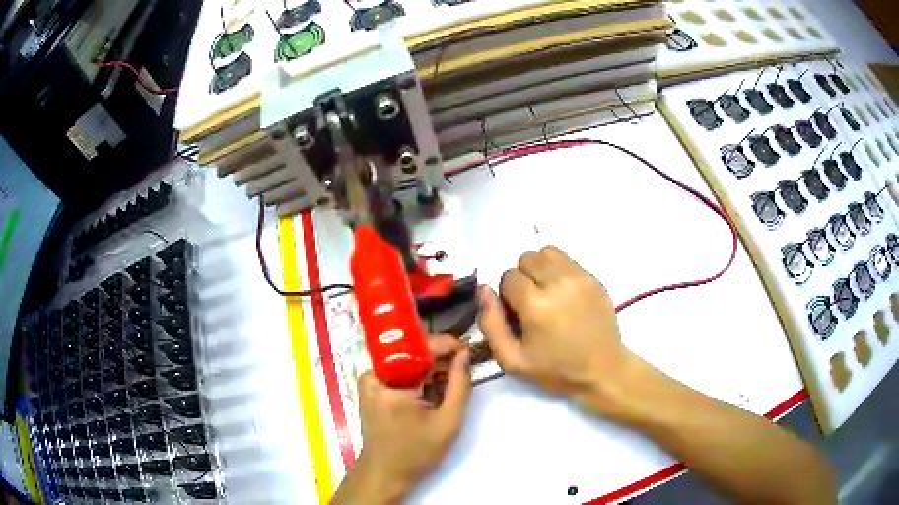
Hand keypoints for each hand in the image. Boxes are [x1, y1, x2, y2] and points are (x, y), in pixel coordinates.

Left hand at [333, 336, 470, 503]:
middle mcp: (373, 374)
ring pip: (408, 361)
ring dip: (431, 368)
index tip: (469, 350)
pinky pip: (400, 372)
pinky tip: (435, 389)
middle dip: (441, 357)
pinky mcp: (372, 388)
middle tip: (465, 367)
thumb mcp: (447, 423)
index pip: (419, 347)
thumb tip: (465, 354)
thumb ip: (460, 386)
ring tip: (453, 380)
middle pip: (412, 352)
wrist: (384, 474)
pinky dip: (420, 377)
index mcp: (387, 381)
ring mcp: (370, 380)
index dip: (447, 345)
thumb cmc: (415, 453)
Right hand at [478, 246, 636, 414]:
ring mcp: (579, 278)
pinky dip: (559, 271)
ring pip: (547, 253)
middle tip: (532, 303)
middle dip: (523, 278)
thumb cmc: (555, 369)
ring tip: (547, 293)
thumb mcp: (512, 360)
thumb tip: (484, 290)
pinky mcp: (594, 278)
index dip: (507, 296)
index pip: (508, 277)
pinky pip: (567, 260)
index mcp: (535, 305)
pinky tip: (564, 294)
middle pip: (526, 258)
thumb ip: (490, 324)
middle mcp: (558, 283)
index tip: (517, 314)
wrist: (602, 369)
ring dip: (541, 269)